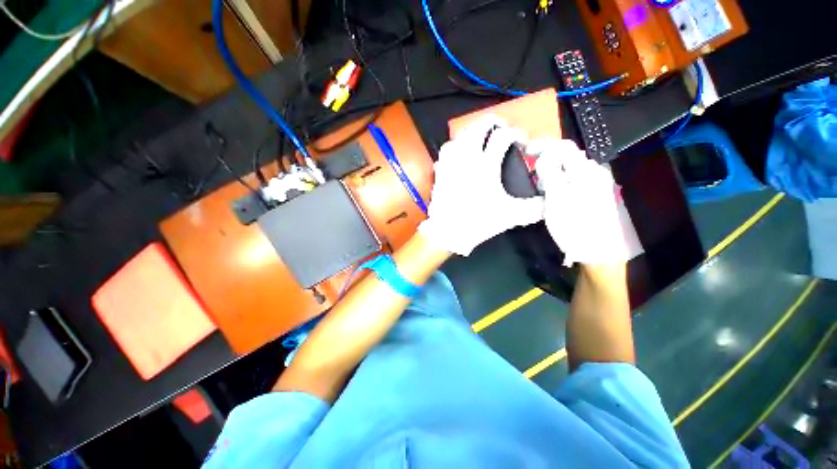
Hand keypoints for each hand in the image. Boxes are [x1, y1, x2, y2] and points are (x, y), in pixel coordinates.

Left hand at [418, 117, 544, 255]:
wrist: (448, 232)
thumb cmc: (478, 222)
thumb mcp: (510, 216)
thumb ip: (534, 208)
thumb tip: (548, 202)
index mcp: (486, 166)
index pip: (503, 137)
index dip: (516, 134)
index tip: (521, 142)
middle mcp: (467, 159)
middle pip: (478, 127)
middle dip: (492, 122)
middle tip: (500, 128)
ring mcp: (451, 164)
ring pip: (459, 136)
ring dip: (471, 133)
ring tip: (479, 140)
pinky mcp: (440, 172)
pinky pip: (445, 151)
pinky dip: (454, 147)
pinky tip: (459, 155)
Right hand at [530, 139, 632, 265]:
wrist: (597, 252)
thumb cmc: (574, 225)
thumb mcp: (556, 198)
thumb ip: (550, 173)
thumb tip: (544, 156)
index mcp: (586, 171)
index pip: (563, 147)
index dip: (542, 145)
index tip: (524, 150)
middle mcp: (594, 172)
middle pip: (566, 157)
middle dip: (546, 162)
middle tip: (532, 178)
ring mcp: (595, 184)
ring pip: (568, 170)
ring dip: (551, 174)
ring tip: (540, 190)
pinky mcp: (593, 195)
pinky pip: (572, 181)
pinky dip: (558, 183)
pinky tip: (552, 196)